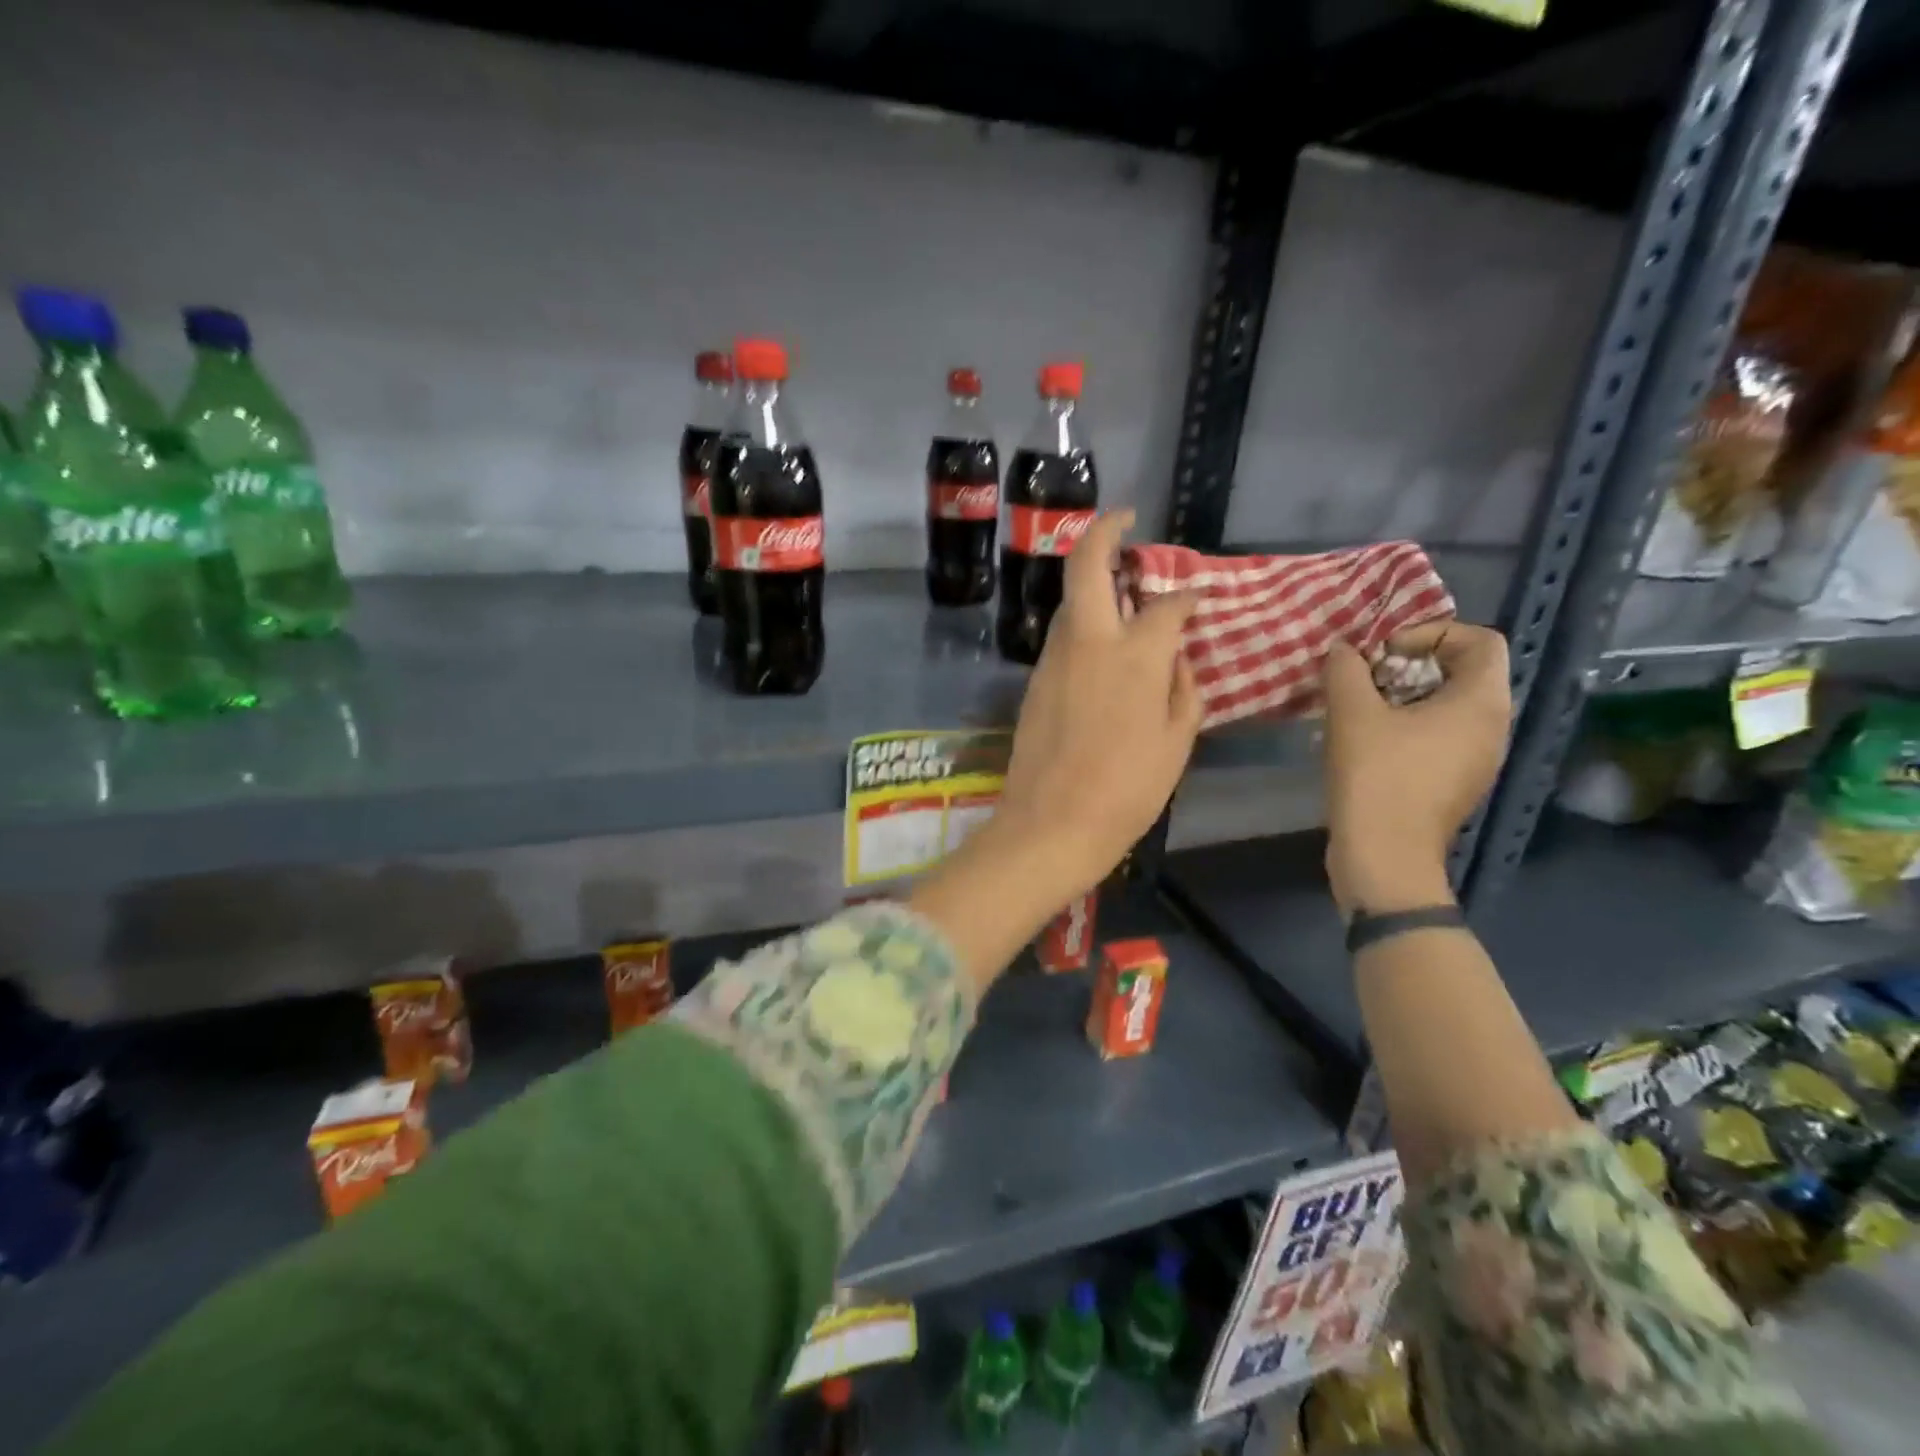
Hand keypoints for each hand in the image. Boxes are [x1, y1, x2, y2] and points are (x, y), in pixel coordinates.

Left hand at [992, 509, 1203, 897]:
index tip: (1197, 600)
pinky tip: (1103, 643)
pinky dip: (1084, 622)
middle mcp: (1089, 641)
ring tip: (1123, 588)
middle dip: (1106, 531)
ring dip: (1094, 581)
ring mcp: (1055, 658)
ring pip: (1072, 600)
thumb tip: (1177, 658)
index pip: (1166, 605)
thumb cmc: (1126, 790)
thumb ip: (1183, 689)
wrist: (1050, 825)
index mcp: (1134, 655)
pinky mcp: (1036, 679)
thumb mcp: (1176, 742)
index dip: (1186, 597)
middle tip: (1126, 522)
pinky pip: (1064, 636)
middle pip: (1088, 565)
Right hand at [1321, 622, 1510, 914]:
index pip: (1481, 640)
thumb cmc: (1376, 777)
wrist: (1384, 856)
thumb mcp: (1352, 712)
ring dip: (1403, 697)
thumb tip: (1344, 649)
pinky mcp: (1456, 784)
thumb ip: (1346, 668)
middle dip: (1411, 666)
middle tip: (1365, 679)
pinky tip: (1365, 742)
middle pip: (1463, 673)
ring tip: (1359, 709)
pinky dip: (1407, 727)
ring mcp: (1478, 760)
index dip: (1432, 633)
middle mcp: (1493, 727)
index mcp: (1481, 703)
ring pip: (1448, 707)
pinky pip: (1440, 738)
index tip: (1385, 652)